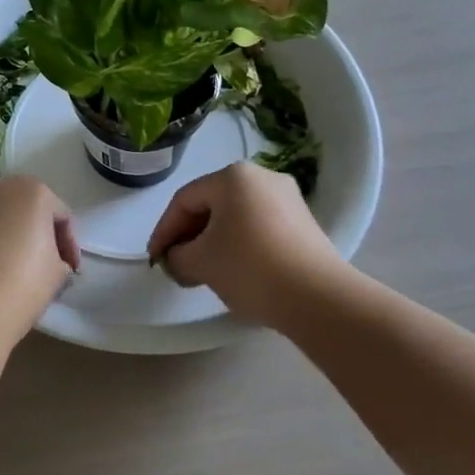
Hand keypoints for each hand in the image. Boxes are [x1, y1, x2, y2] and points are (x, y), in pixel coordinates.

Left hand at [0, 176, 79, 343]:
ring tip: (19, 266)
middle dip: (39, 232)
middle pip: (29, 208)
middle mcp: (0, 187)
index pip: (61, 216)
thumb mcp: (58, 272)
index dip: (69, 245)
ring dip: (13, 234)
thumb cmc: (23, 282)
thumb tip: (50, 261)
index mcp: (33, 190)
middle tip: (48, 263)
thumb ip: (59, 257)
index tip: (71, 270)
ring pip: (2, 216)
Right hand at [147, 163, 351, 324]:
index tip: (154, 259)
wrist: (319, 298)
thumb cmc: (250, 268)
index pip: (184, 200)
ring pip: (235, 217)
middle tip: (175, 265)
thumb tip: (177, 258)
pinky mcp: (304, 223)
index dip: (164, 231)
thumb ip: (177, 256)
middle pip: (211, 205)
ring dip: (213, 242)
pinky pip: (258, 227)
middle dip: (189, 236)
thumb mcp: (200, 262)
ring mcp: (287, 199)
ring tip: (202, 272)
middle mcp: (261, 177)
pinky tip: (233, 270)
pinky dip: (239, 244)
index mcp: (232, 176)